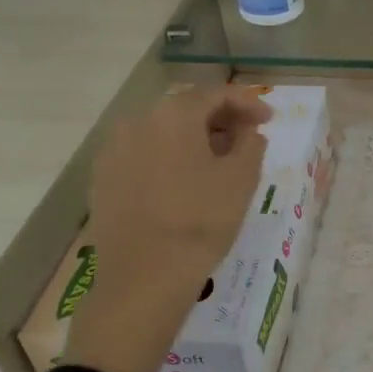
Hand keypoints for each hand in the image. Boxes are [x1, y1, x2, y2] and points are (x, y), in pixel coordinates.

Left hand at [67, 86, 270, 371]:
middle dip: (219, 119)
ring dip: (193, 138)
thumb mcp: (241, 179)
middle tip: (247, 137)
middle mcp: (137, 122)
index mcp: (173, 115)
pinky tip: (184, 181)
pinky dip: (168, 157)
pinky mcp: (102, 179)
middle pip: (185, 109)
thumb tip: (247, 132)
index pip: (215, 94)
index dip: (247, 103)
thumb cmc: (201, 221)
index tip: (270, 119)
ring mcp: (113, 151)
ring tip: (218, 161)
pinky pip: (143, 155)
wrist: (143, 277)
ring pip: (162, 132)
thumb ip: (251, 144)